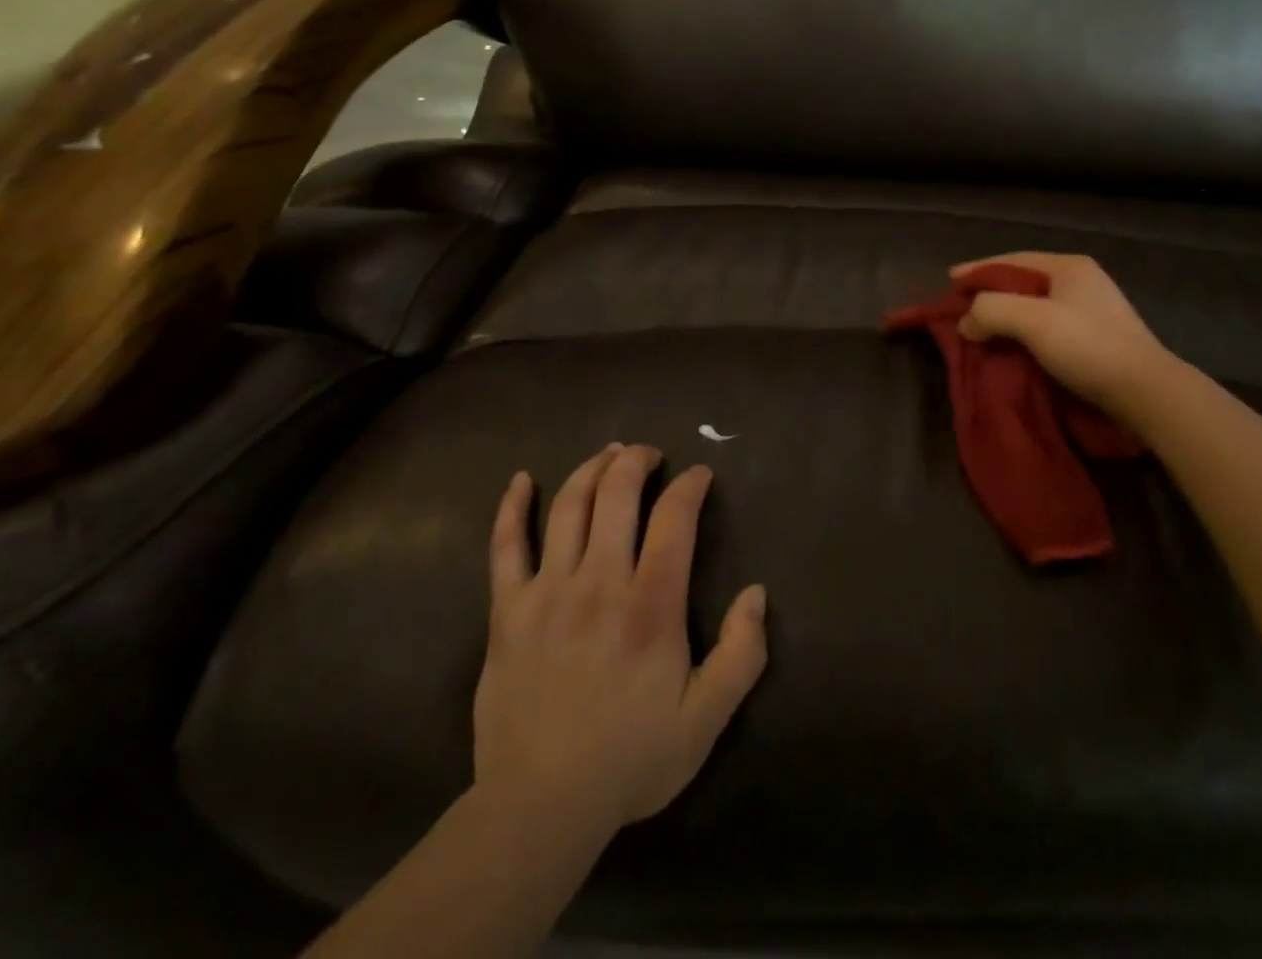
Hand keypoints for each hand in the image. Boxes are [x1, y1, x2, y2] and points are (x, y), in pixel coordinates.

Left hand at [474, 444, 767, 836]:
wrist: (540, 807)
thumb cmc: (630, 760)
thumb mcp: (706, 718)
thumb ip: (742, 654)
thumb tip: (757, 594)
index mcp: (650, 605)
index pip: (674, 519)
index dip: (690, 486)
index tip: (699, 475)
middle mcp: (599, 582)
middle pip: (616, 494)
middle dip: (637, 461)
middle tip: (649, 454)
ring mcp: (547, 591)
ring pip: (568, 506)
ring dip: (590, 469)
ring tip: (607, 454)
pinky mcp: (507, 610)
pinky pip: (505, 546)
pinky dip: (511, 508)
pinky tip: (520, 480)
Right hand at [954, 252, 1176, 424]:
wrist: (1147, 394)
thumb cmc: (1088, 346)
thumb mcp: (1032, 320)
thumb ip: (990, 311)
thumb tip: (966, 323)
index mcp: (1069, 267)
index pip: (1012, 260)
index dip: (978, 270)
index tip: (950, 281)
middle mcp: (1081, 282)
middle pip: (1022, 283)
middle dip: (990, 295)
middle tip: (962, 308)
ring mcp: (1092, 312)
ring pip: (1035, 308)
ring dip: (1005, 319)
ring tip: (980, 331)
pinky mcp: (1096, 340)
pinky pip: (1047, 329)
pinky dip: (1023, 336)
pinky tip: (1010, 349)